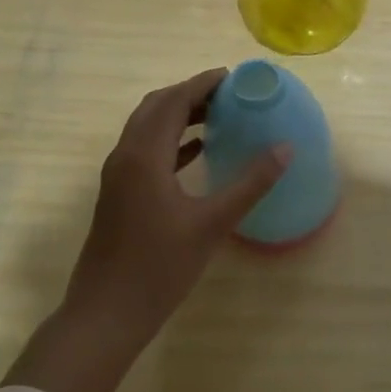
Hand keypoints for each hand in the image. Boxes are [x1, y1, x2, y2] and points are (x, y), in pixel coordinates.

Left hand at [2, 69, 289, 391]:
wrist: (105, 314)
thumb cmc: (159, 268)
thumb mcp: (211, 224)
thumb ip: (249, 184)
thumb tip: (285, 149)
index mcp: (143, 156)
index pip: (173, 102)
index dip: (202, 84)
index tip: (233, 76)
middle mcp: (125, 157)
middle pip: (155, 108)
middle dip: (190, 94)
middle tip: (228, 93)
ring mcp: (118, 177)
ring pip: (148, 129)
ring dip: (179, 116)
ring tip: (219, 115)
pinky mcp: (119, 195)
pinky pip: (146, 152)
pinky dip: (172, 142)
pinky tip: (198, 151)